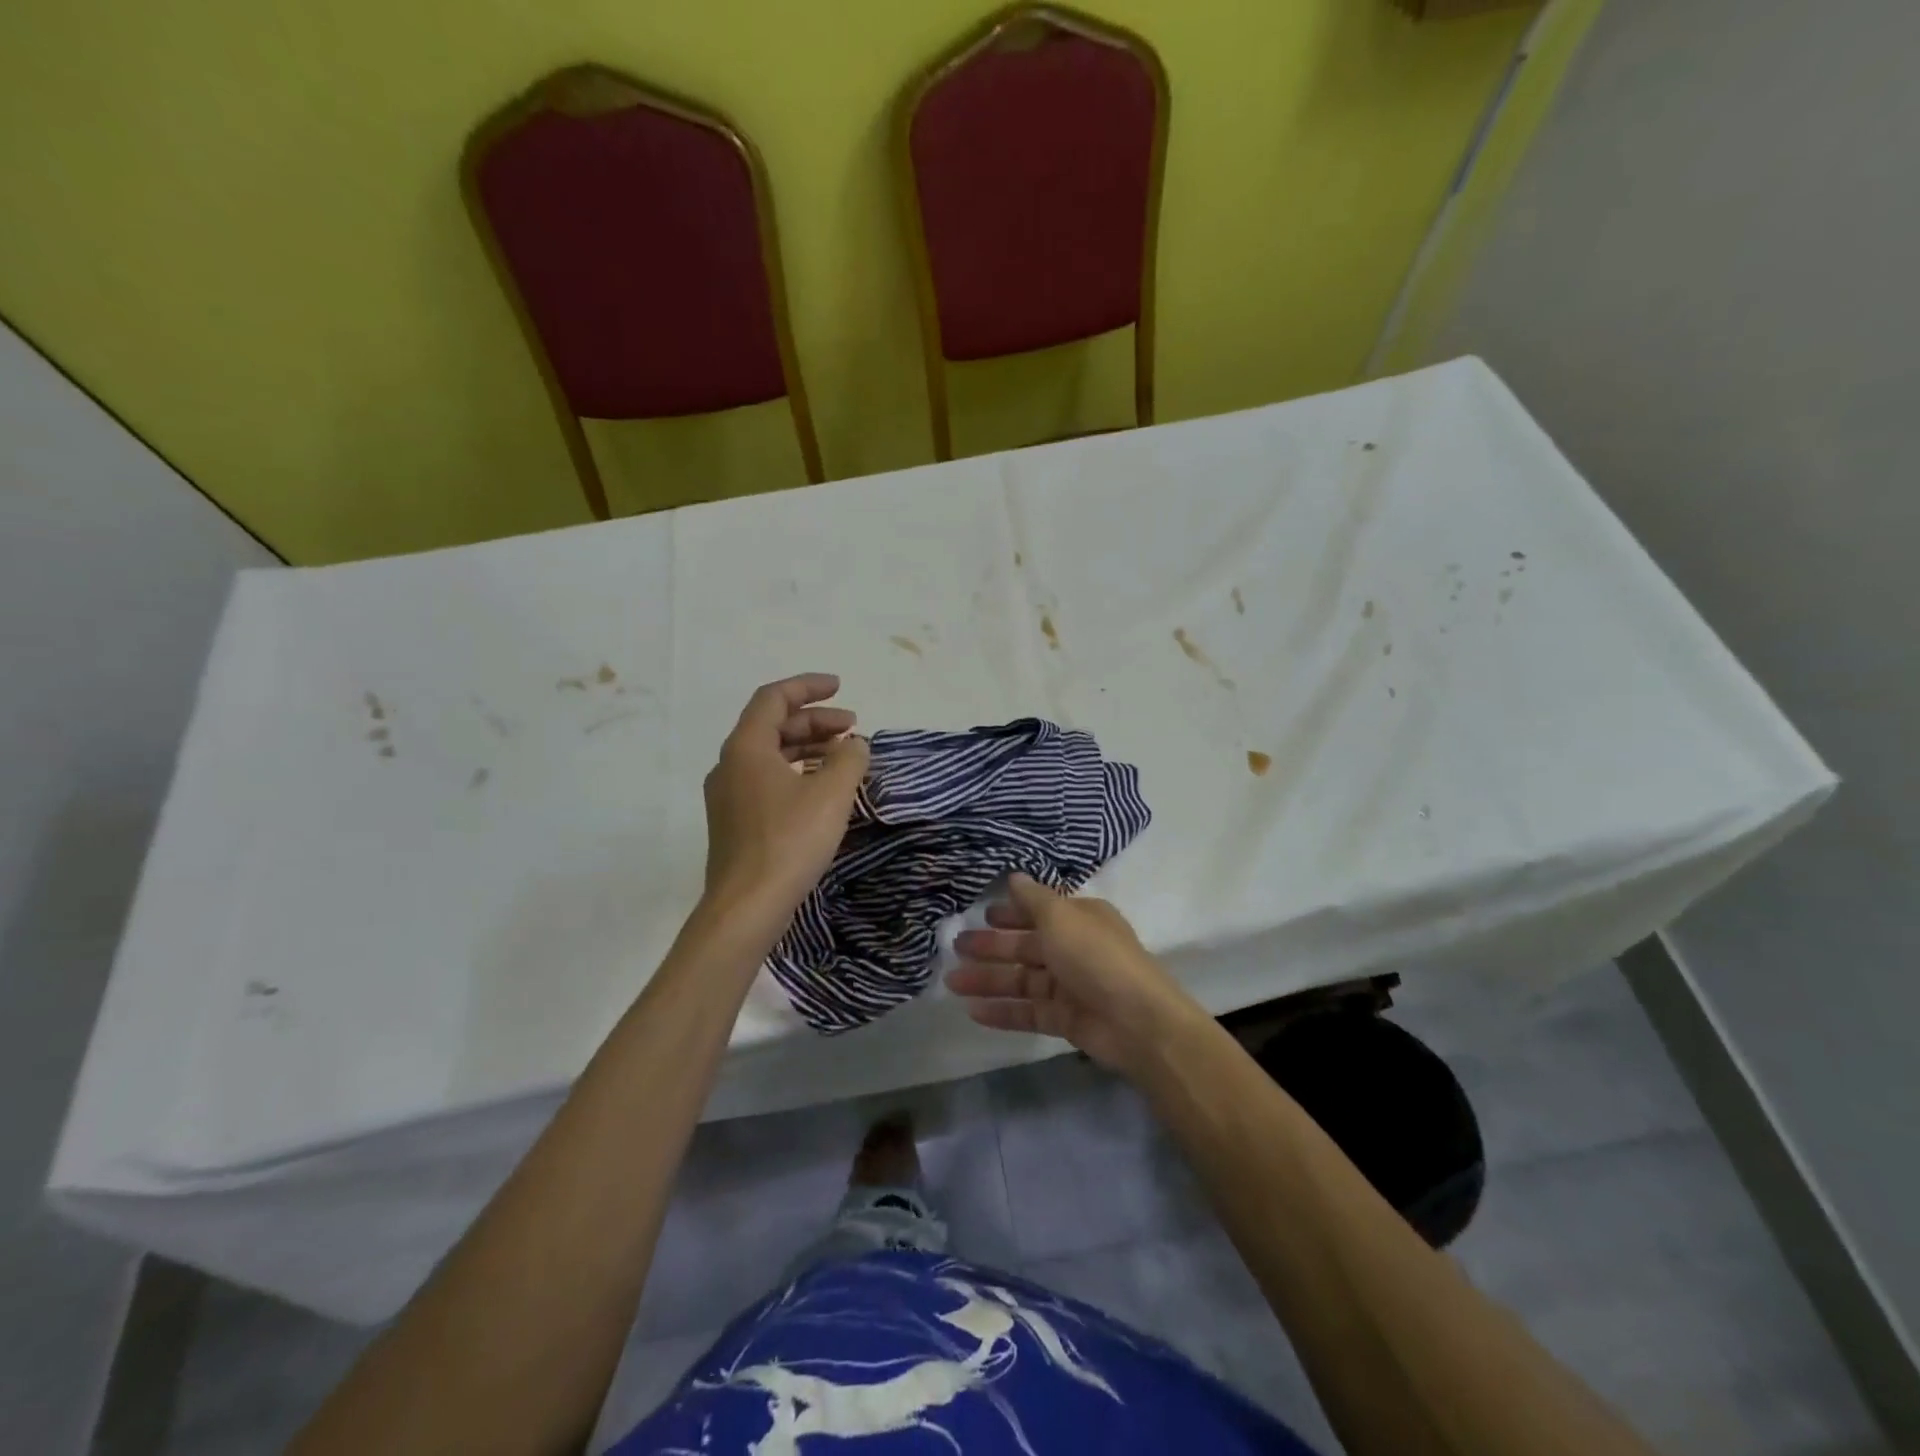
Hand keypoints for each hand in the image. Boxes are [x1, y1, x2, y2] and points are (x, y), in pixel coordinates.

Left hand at [702, 674, 868, 929]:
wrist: (746, 907)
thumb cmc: (789, 841)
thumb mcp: (831, 793)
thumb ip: (849, 758)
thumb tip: (854, 744)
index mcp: (746, 748)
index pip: (774, 698)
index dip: (808, 686)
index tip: (841, 687)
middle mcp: (730, 765)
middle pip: (773, 726)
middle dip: (814, 720)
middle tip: (852, 728)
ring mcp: (728, 796)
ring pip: (770, 756)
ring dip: (807, 748)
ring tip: (843, 757)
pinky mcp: (735, 823)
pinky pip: (767, 781)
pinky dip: (796, 773)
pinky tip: (822, 790)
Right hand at [947, 874, 1209, 1076]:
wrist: (1137, 1021)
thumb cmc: (1095, 957)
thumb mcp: (1061, 917)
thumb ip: (1033, 899)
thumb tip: (1014, 876)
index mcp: (1080, 919)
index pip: (1040, 912)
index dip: (1011, 913)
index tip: (982, 915)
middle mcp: (1075, 949)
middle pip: (1026, 946)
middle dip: (992, 946)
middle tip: (956, 947)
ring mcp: (1070, 987)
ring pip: (1022, 980)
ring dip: (989, 980)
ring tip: (952, 982)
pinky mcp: (1065, 1020)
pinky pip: (1028, 1012)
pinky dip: (1003, 1011)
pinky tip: (973, 1012)